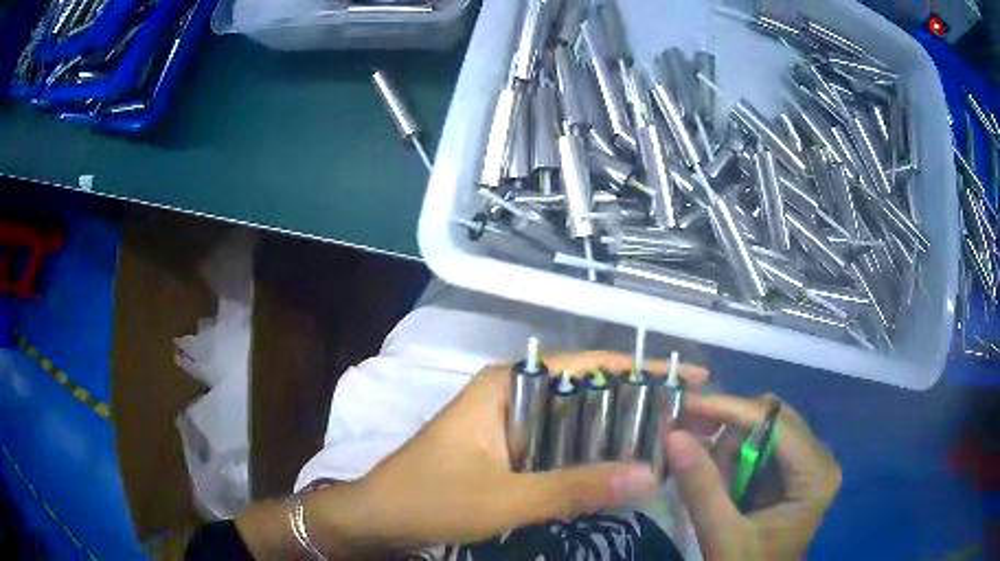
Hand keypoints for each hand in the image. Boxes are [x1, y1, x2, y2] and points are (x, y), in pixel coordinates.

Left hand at [304, 351, 709, 557]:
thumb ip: (575, 488)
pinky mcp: (503, 449)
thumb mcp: (506, 498)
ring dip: (611, 433)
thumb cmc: (431, 499)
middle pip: (584, 391)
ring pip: (571, 420)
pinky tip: (613, 469)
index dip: (641, 368)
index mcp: (507, 385)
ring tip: (662, 444)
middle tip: (683, 421)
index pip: (588, 364)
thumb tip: (649, 476)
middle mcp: (509, 393)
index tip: (688, 376)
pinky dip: (585, 455)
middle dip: (633, 405)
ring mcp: (506, 422)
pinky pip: (555, 444)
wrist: (377, 518)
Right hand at [665, 395, 841, 560]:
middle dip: (729, 428)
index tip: (687, 406)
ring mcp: (808, 463)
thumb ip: (702, 488)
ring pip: (765, 428)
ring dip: (730, 447)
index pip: (777, 423)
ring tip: (712, 482)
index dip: (732, 410)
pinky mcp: (793, 472)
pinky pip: (762, 445)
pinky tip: (723, 482)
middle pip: (773, 418)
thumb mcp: (723, 536)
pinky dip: (735, 457)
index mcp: (816, 474)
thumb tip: (673, 434)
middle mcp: (819, 458)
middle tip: (688, 438)